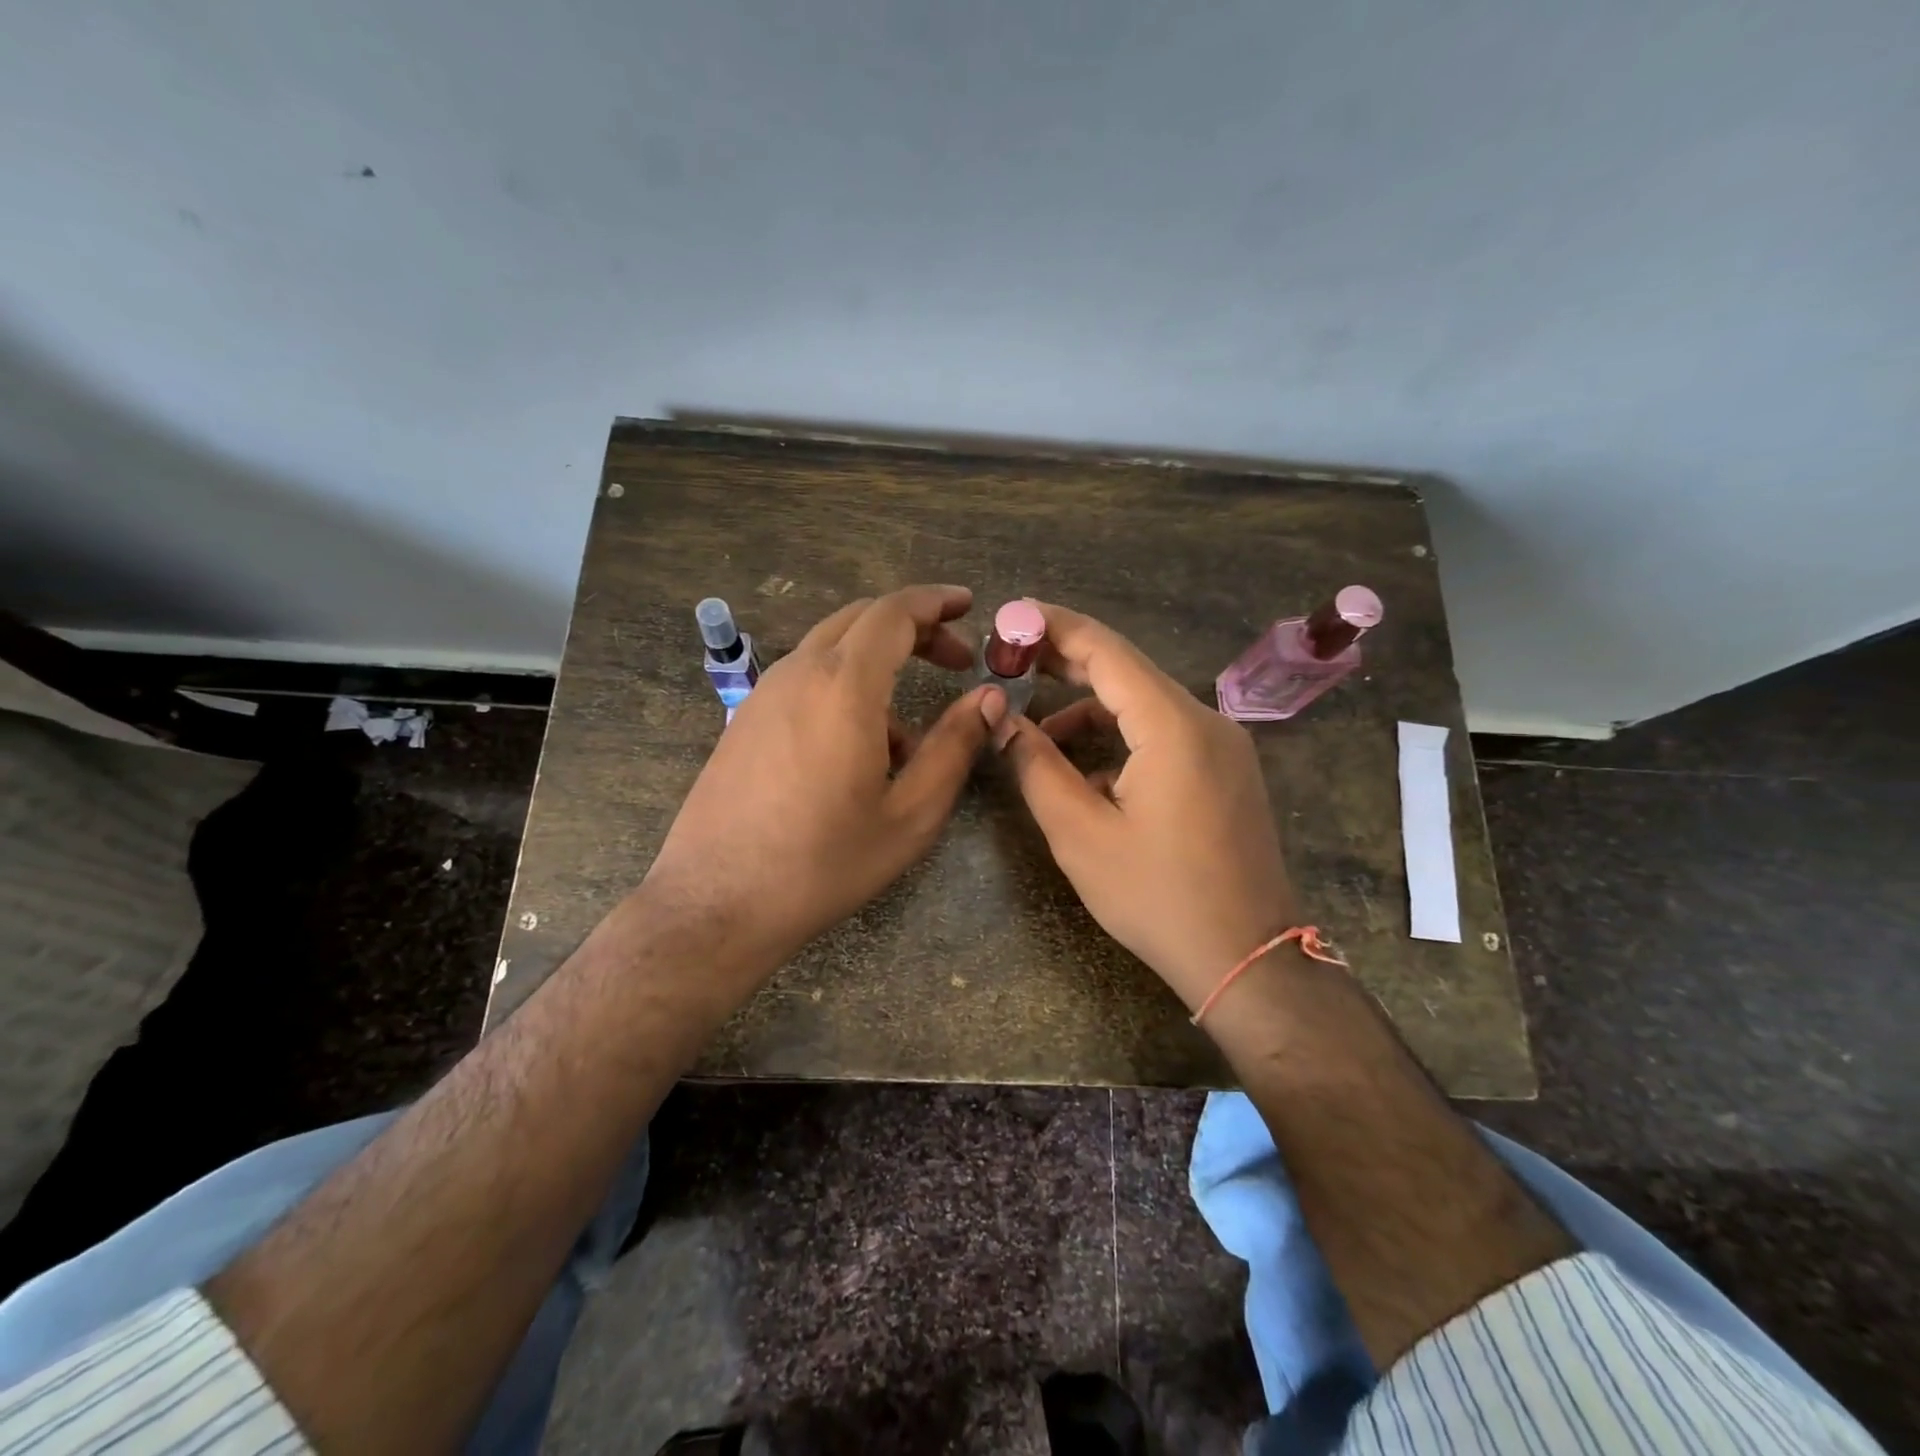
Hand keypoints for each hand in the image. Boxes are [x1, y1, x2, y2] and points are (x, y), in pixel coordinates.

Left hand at [643, 584, 997, 972]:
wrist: (717, 903)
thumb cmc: (824, 862)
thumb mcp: (910, 813)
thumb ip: (955, 746)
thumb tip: (990, 698)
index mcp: (844, 685)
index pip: (894, 612)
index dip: (935, 601)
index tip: (968, 605)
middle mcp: (798, 673)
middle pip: (861, 620)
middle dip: (914, 628)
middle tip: (956, 658)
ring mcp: (763, 694)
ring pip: (831, 651)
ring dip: (879, 666)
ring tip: (910, 737)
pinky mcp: (744, 720)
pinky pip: (805, 681)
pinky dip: (844, 690)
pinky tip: (858, 752)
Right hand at [988, 602, 1297, 1009]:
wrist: (1248, 959)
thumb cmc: (1157, 896)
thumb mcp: (1080, 834)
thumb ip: (1036, 766)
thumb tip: (1003, 720)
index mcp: (1172, 725)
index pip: (1105, 649)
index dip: (1053, 626)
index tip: (1009, 615)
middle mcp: (1206, 720)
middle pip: (1127, 669)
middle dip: (1066, 660)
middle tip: (1011, 658)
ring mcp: (1224, 745)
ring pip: (1145, 704)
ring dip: (1090, 708)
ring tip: (1037, 732)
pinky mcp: (1227, 771)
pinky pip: (1166, 733)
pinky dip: (1122, 738)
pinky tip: (1089, 772)